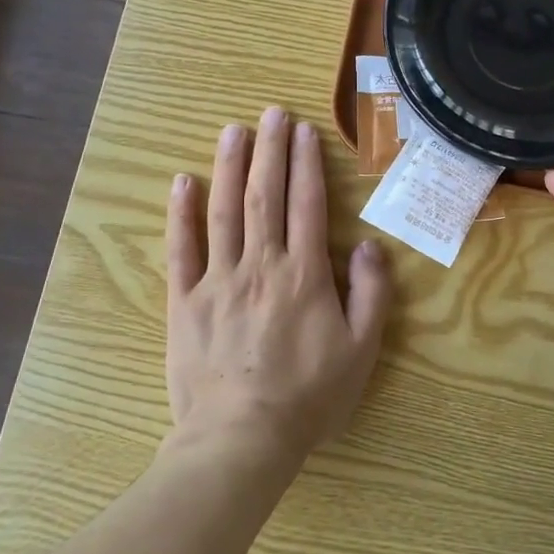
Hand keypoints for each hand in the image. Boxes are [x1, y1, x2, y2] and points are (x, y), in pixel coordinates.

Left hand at [165, 107, 390, 466]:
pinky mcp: (185, 301)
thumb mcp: (361, 350)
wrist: (241, 440)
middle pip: (266, 195)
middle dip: (270, 150)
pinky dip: (181, 213)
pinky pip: (181, 249)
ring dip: (230, 166)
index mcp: (304, 274)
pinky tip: (183, 181)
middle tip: (272, 113)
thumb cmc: (308, 397)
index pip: (307, 204)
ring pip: (224, 210)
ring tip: (234, 130)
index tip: (304, 131)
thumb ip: (372, 293)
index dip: (306, 164)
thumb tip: (369, 245)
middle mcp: (261, 265)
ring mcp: (218, 280)